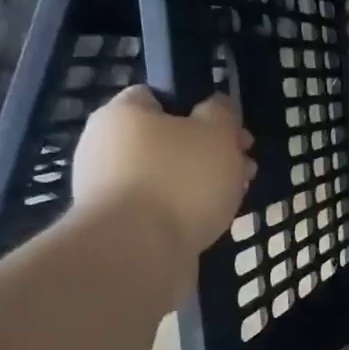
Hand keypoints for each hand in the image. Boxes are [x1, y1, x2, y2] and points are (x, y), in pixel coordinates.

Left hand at [72, 87, 254, 262]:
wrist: (137, 253)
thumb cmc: (179, 179)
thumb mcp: (216, 132)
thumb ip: (221, 113)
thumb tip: (216, 106)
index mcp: (122, 114)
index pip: (158, 96)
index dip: (197, 108)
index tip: (229, 130)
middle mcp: (105, 146)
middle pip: (167, 140)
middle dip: (209, 153)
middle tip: (243, 168)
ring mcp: (107, 189)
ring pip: (166, 176)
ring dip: (201, 184)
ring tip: (234, 199)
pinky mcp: (117, 226)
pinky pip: (159, 208)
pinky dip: (184, 211)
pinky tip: (210, 222)